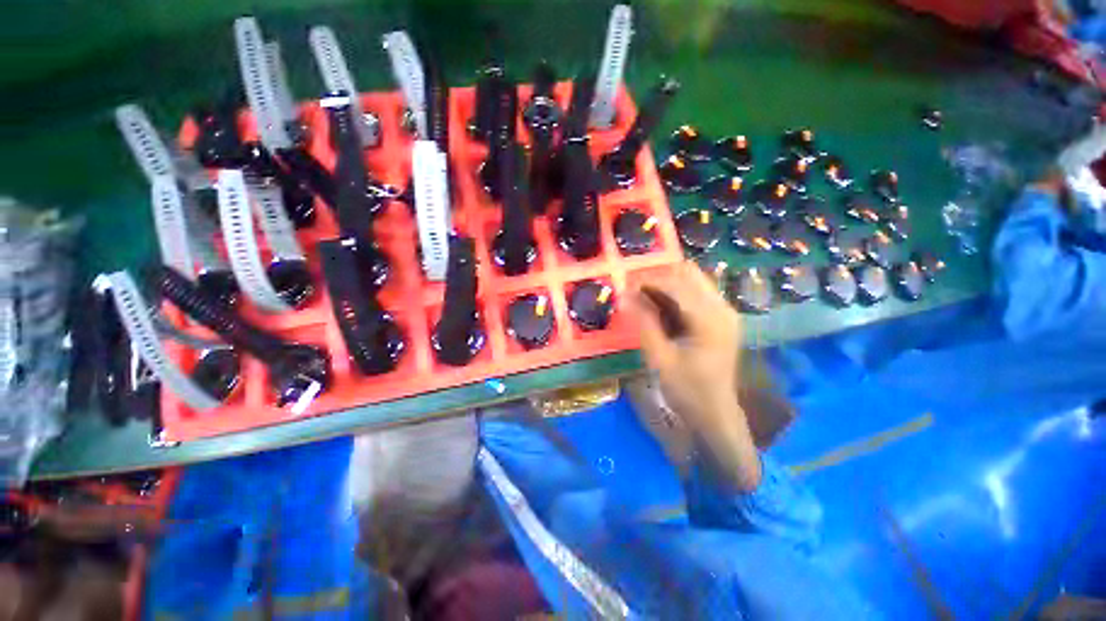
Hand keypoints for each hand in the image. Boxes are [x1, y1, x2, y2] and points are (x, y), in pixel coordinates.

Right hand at [632, 261, 760, 489]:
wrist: (715, 413)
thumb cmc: (687, 390)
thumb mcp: (659, 358)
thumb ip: (644, 323)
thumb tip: (624, 295)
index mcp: (710, 319)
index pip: (676, 284)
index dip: (648, 281)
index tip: (624, 285)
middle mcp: (723, 308)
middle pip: (689, 274)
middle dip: (658, 277)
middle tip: (634, 290)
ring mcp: (725, 312)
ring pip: (693, 281)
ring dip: (666, 284)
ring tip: (642, 298)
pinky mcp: (721, 318)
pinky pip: (695, 294)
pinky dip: (674, 294)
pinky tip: (658, 307)